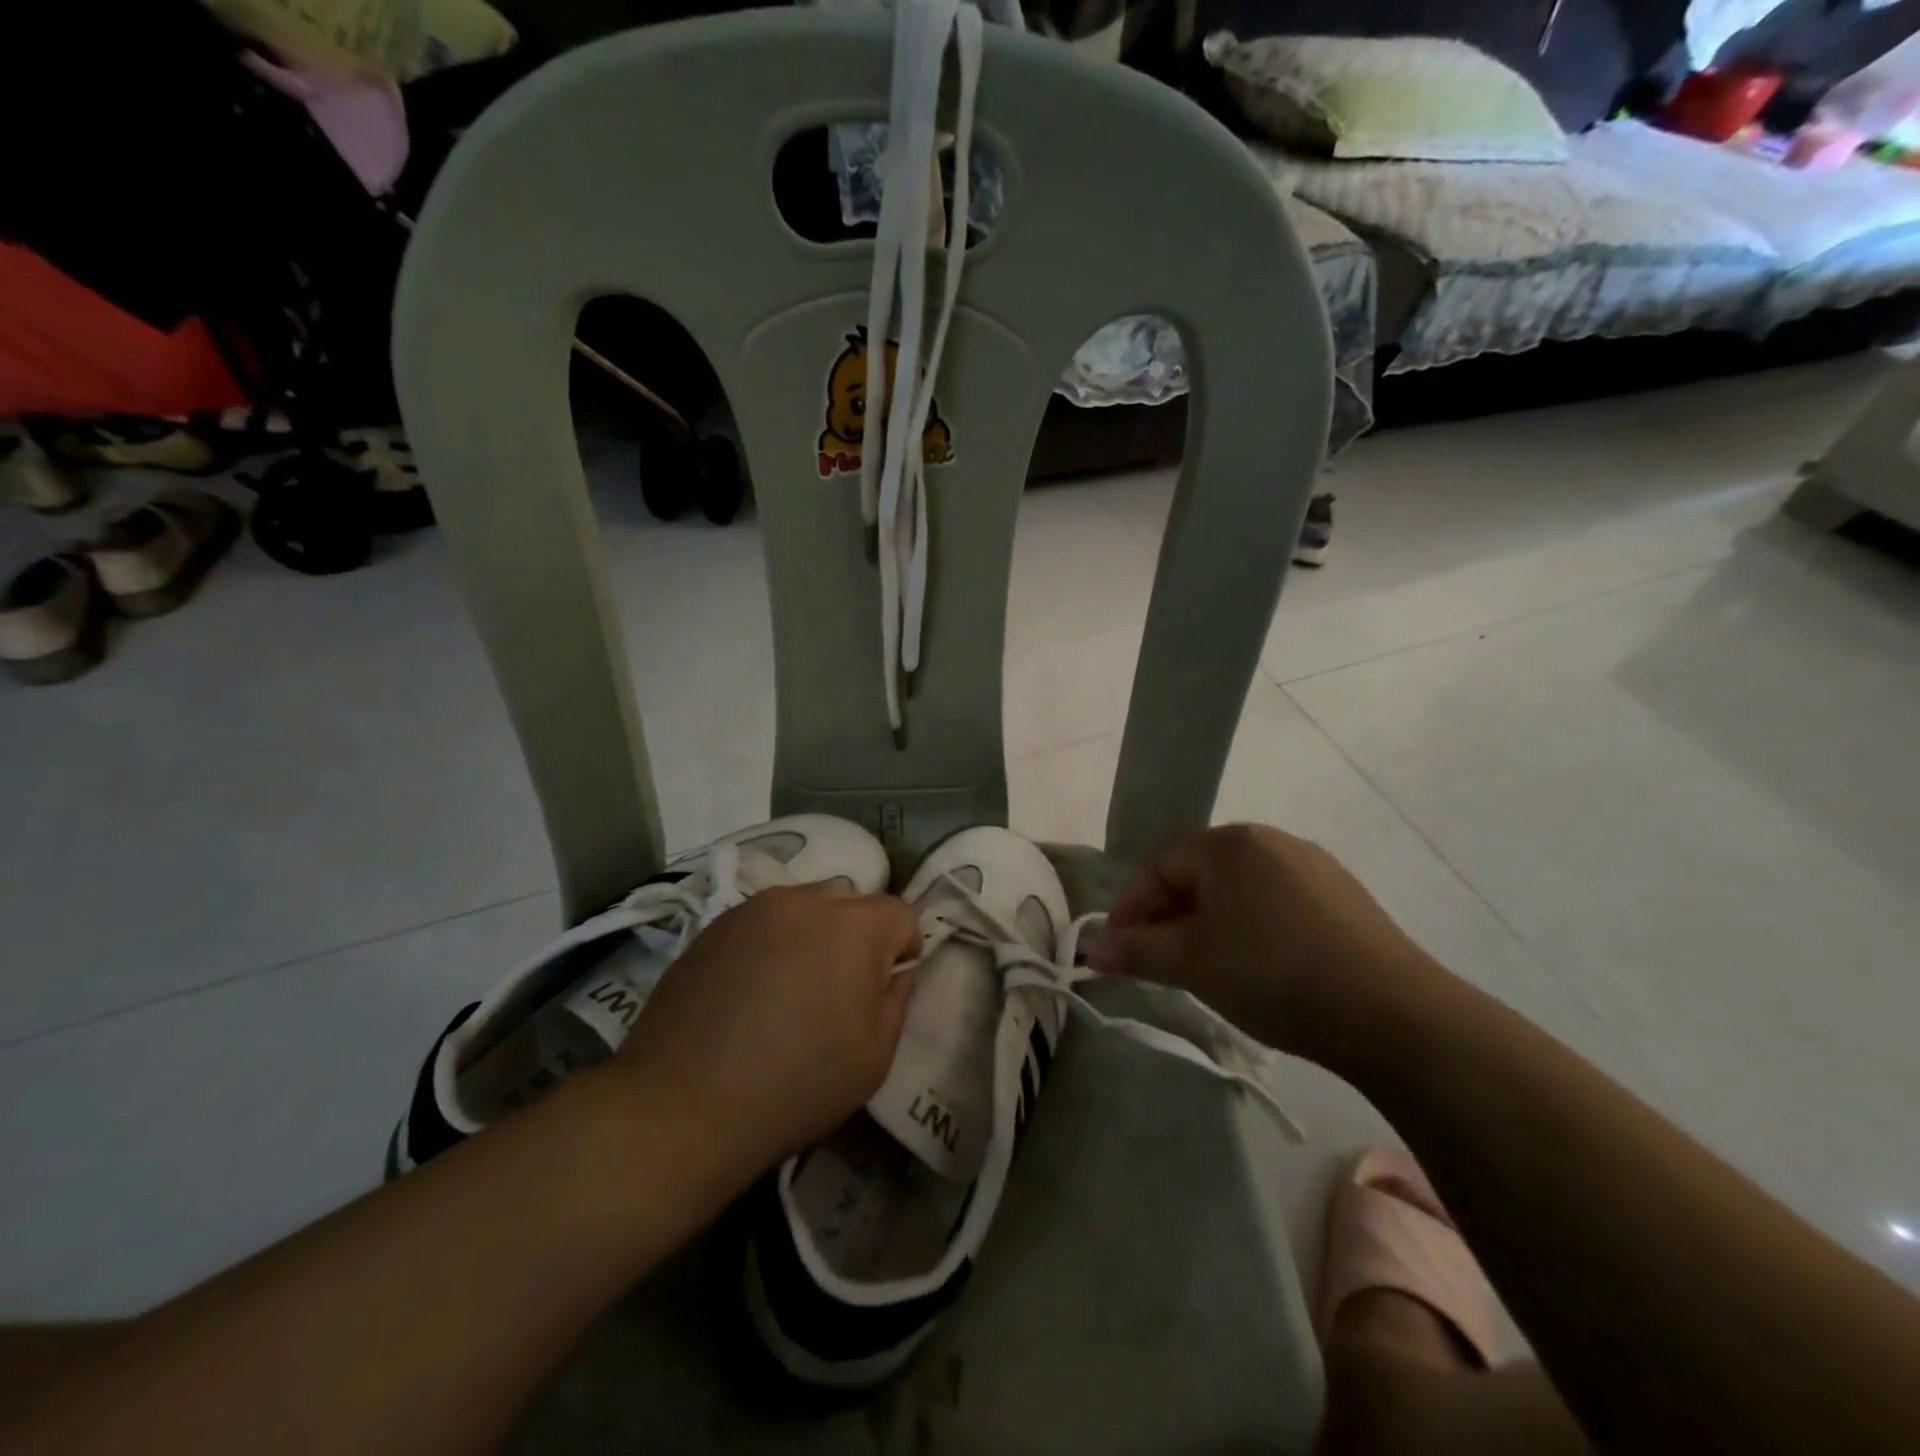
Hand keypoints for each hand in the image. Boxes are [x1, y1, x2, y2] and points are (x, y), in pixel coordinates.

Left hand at [613, 884, 919, 1183]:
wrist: (682, 1105)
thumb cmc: (796, 1084)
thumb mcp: (875, 1055)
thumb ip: (897, 999)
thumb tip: (894, 971)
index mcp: (854, 925)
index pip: (900, 914)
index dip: (903, 950)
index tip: (885, 989)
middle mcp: (806, 900)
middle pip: (851, 903)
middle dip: (858, 936)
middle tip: (839, 989)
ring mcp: (754, 909)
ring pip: (805, 907)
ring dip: (813, 935)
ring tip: (791, 988)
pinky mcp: (714, 925)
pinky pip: (763, 922)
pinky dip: (772, 944)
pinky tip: (751, 992)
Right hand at [1086, 823, 1438, 1059]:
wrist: (1393, 1015)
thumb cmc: (1274, 973)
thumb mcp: (1193, 962)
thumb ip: (1137, 951)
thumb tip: (1092, 950)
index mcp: (1231, 842)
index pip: (1159, 867)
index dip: (1129, 909)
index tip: (1113, 952)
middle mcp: (1272, 841)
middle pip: (1198, 877)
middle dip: (1167, 919)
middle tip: (1152, 963)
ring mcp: (1314, 868)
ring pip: (1237, 894)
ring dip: (1206, 927)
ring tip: (1200, 970)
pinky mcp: (1344, 900)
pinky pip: (1275, 907)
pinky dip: (1248, 932)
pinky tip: (1255, 969)